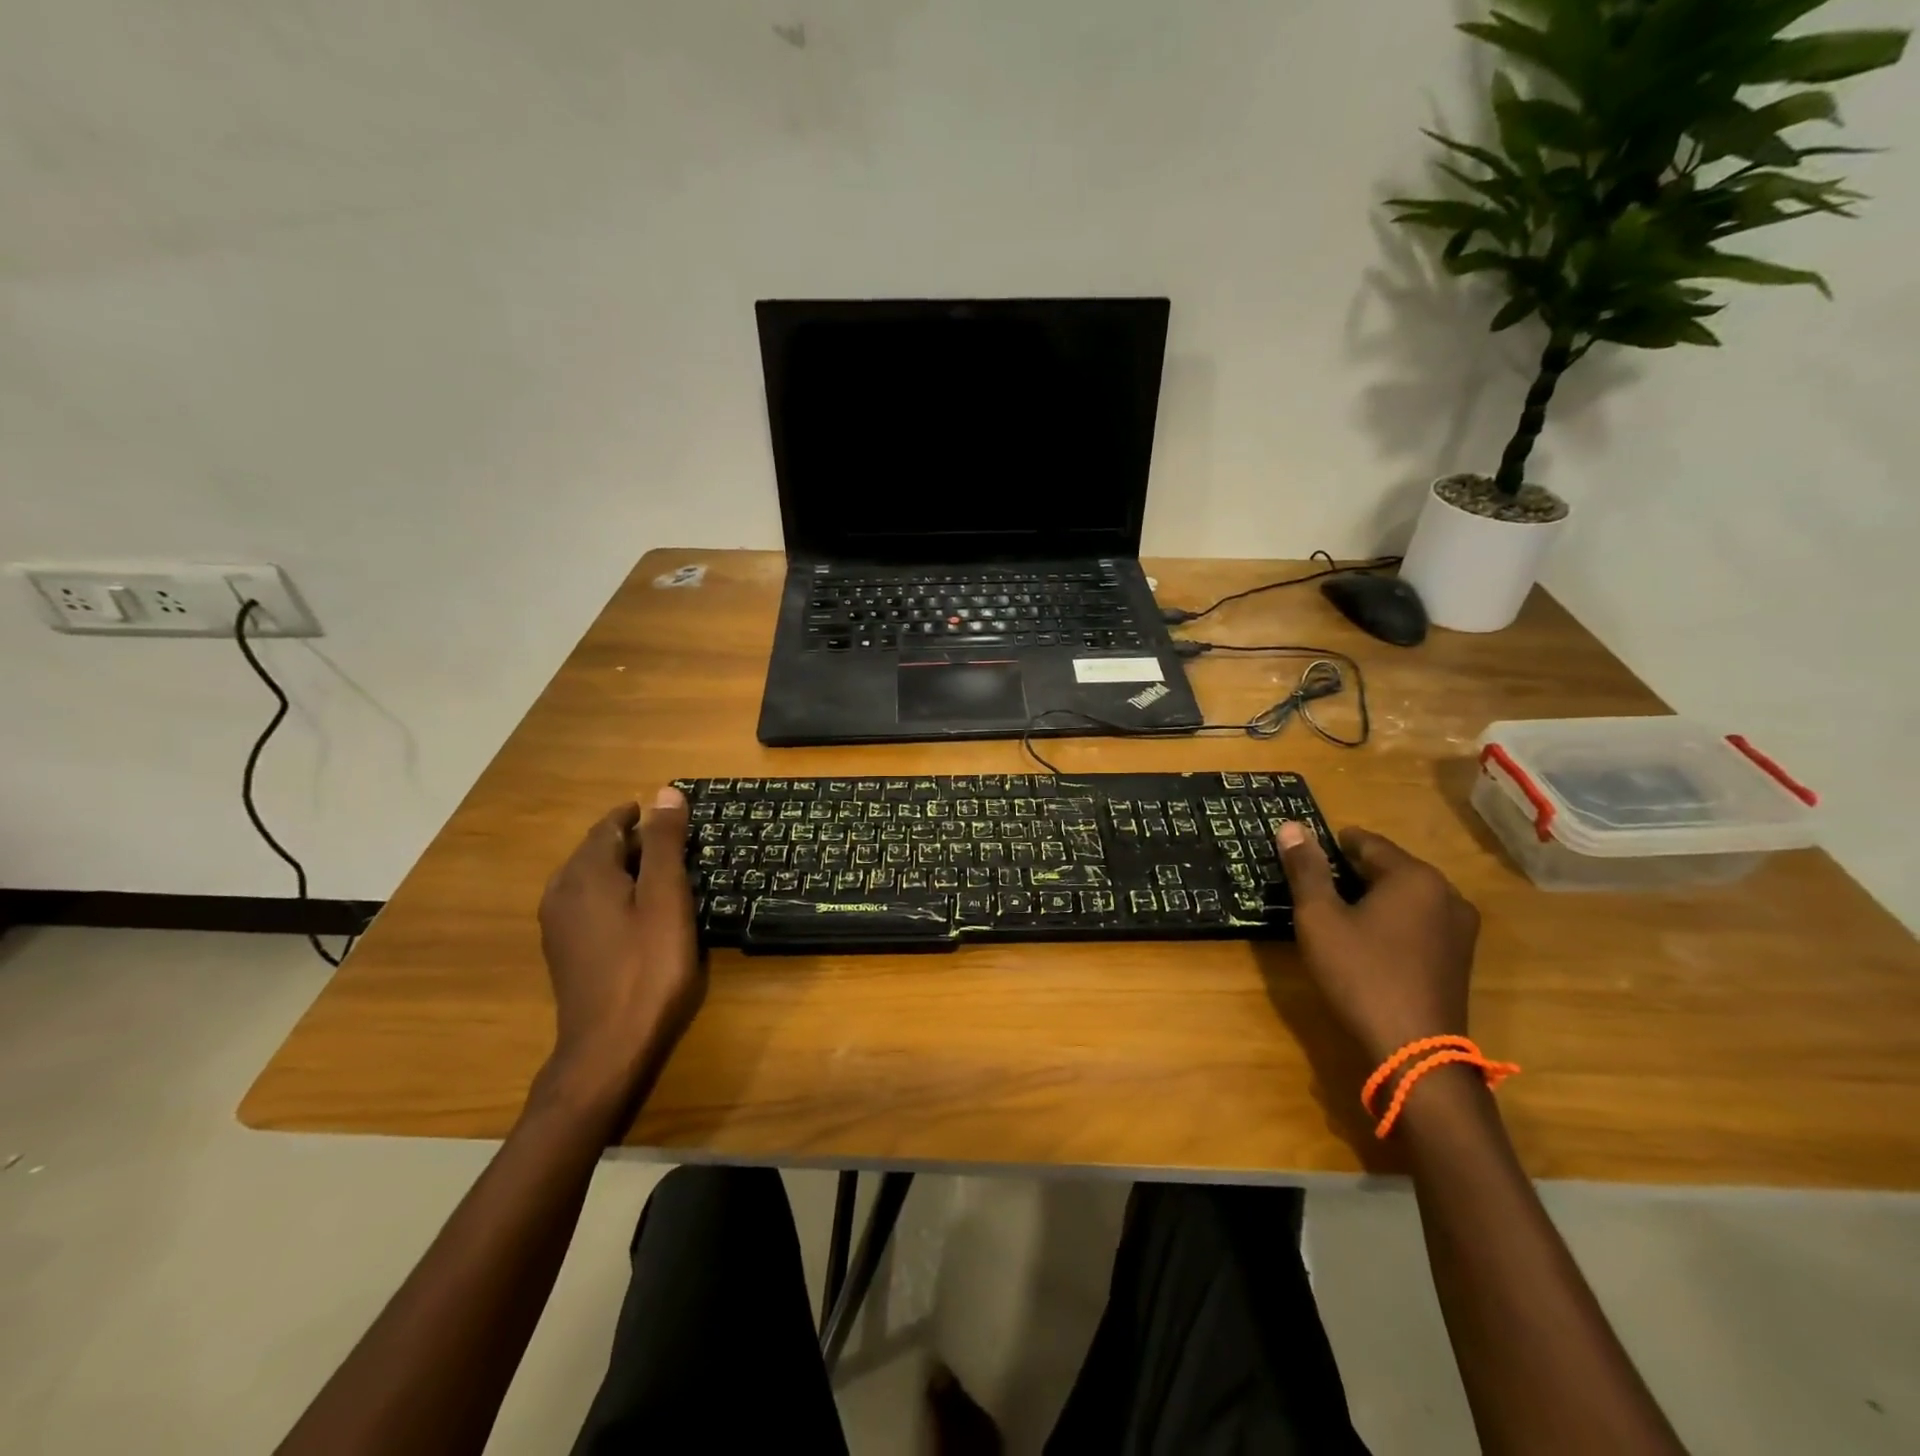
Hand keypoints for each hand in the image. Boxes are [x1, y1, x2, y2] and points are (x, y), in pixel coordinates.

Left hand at [536, 788, 702, 1108]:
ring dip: (619, 866)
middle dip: (629, 839)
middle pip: (595, 850)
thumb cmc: (648, 966)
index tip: (662, 810)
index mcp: (586, 873)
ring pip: (588, 878)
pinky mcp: (563, 950)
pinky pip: (585, 903)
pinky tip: (634, 910)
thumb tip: (665, 792)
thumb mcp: (667, 897)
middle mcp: (561, 891)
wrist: (608, 1046)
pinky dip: (610, 892)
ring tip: (656, 871)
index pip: (609, 826)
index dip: (635, 815)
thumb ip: (664, 843)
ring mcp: (557, 924)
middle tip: (670, 840)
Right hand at [1277, 822, 1478, 1065]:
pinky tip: (1367, 943)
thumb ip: (1306, 869)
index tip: (1303, 857)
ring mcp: (1460, 928)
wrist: (1413, 1051)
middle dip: (1351, 873)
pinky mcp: (1459, 958)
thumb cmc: (1360, 974)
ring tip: (1336, 916)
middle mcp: (1447, 894)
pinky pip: (1419, 922)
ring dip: (1372, 899)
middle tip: (1314, 890)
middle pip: (1389, 868)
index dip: (1330, 845)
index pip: (1366, 842)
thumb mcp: (1319, 918)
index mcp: (1415, 876)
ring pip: (1405, 896)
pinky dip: (1391, 922)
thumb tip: (1291, 825)